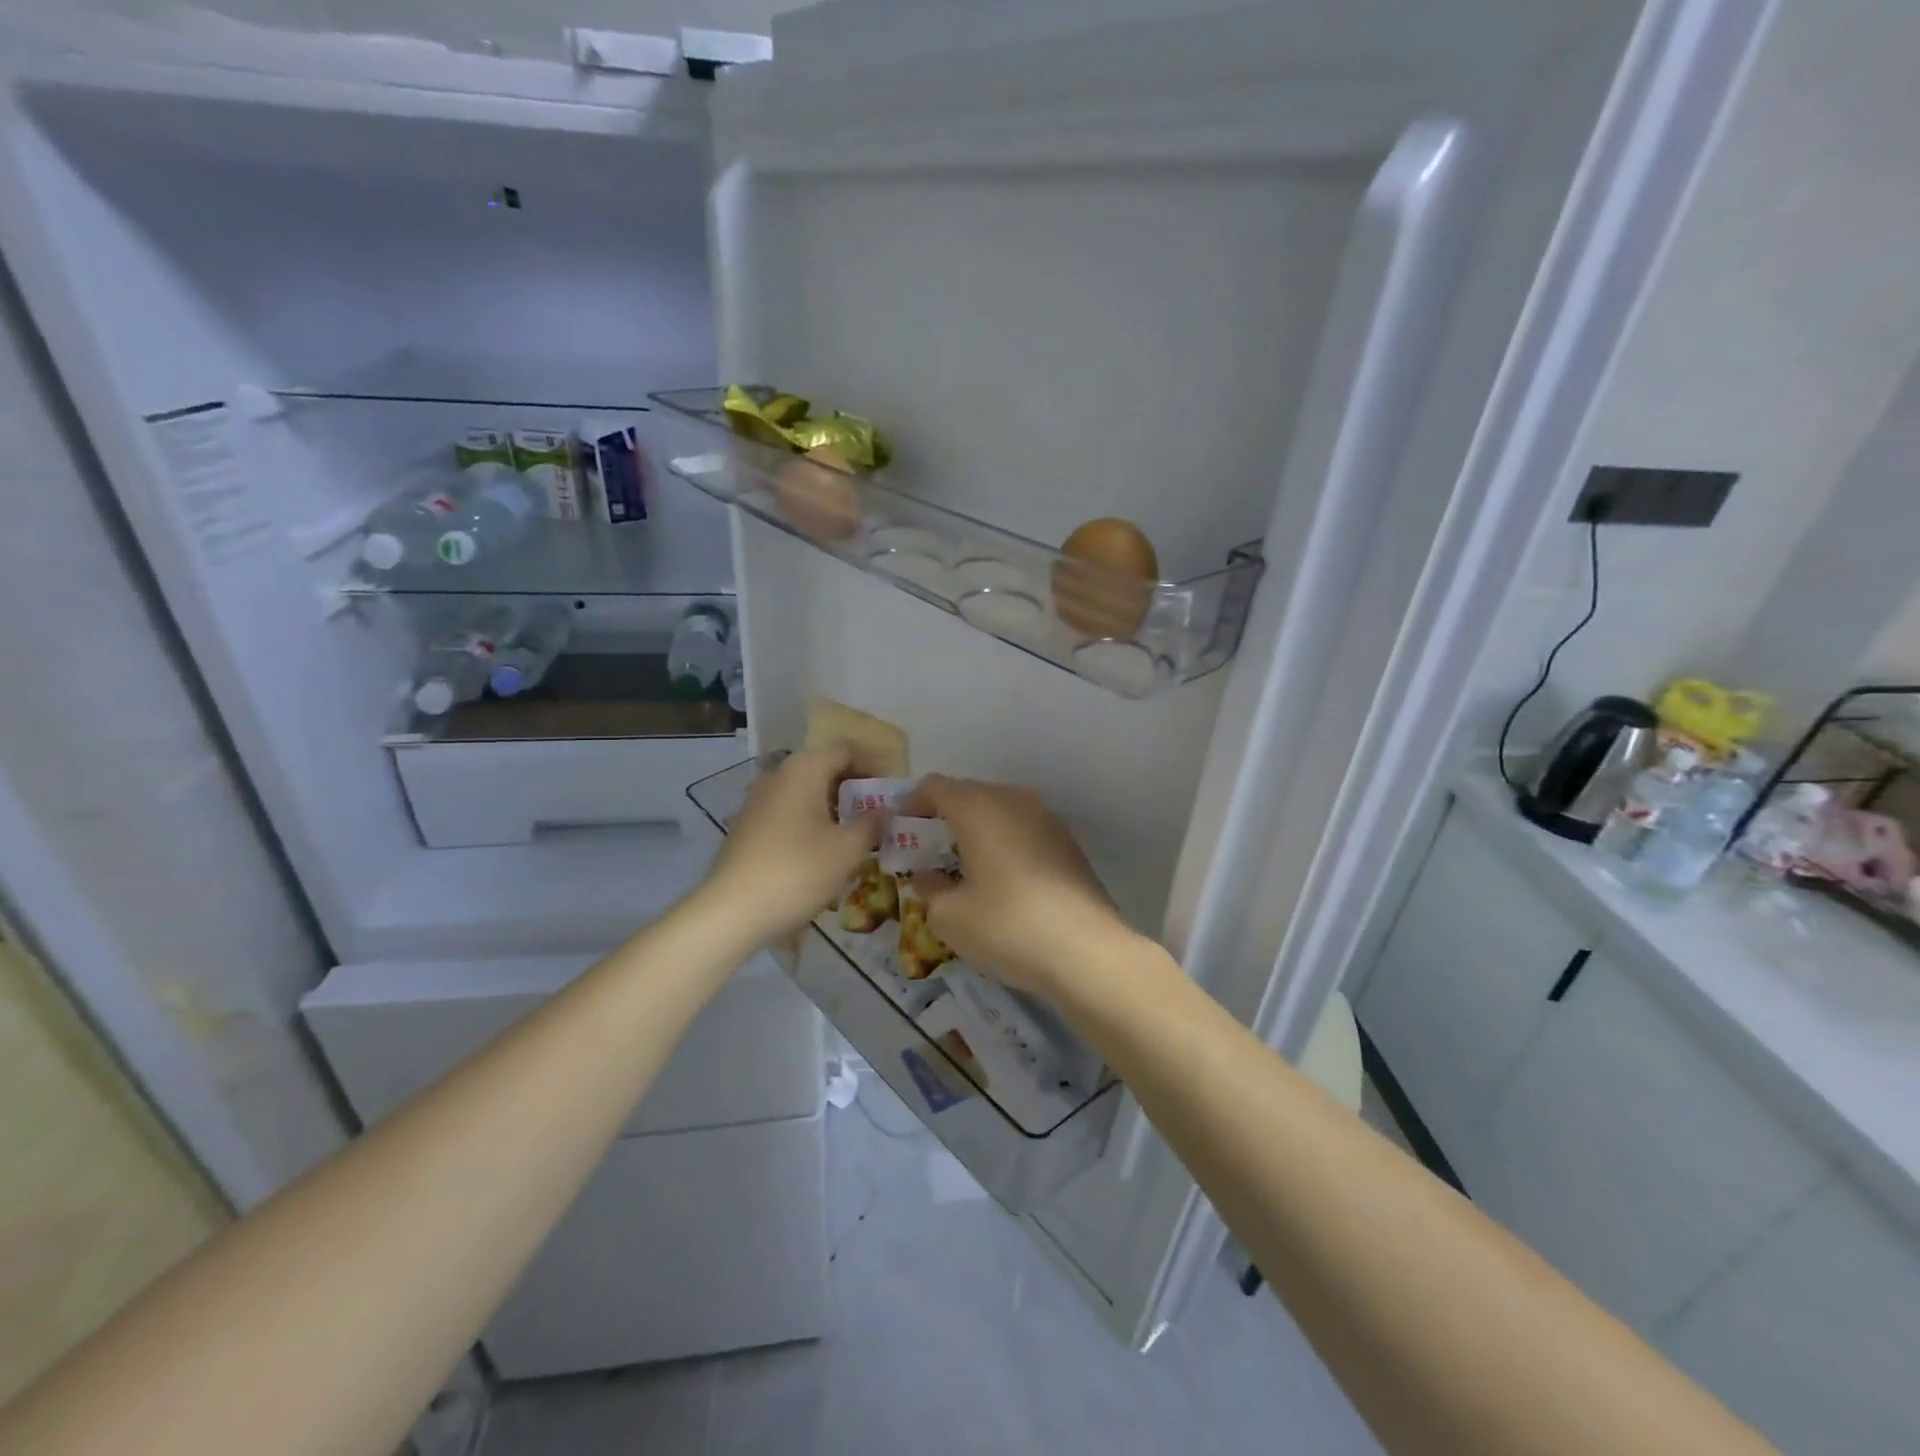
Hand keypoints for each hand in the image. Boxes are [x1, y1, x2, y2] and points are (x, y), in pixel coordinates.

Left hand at [701, 745, 882, 945]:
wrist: (731, 912)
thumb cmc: (797, 872)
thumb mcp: (847, 849)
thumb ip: (872, 824)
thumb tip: (885, 811)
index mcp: (804, 770)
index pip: (846, 749)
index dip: (874, 764)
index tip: (892, 792)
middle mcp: (778, 776)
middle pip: (825, 767)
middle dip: (855, 788)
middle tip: (878, 815)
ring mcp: (758, 801)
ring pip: (806, 791)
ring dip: (834, 806)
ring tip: (856, 835)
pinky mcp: (748, 827)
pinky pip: (789, 811)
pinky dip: (812, 821)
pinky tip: (823, 852)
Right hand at [903, 775, 1132, 997]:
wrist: (1087, 952)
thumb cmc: (1008, 927)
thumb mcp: (951, 918)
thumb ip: (931, 891)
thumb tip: (928, 878)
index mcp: (978, 808)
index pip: (936, 786)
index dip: (912, 803)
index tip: (899, 829)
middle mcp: (1014, 801)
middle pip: (969, 794)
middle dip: (945, 816)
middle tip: (927, 849)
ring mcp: (1047, 819)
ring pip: (1001, 810)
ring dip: (977, 828)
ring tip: (963, 863)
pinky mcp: (1069, 843)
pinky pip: (1024, 829)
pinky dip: (1005, 842)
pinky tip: (1002, 878)